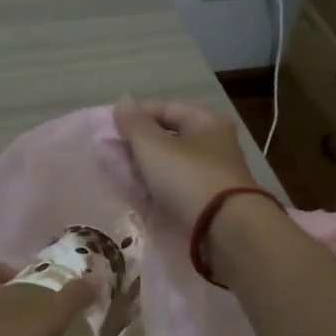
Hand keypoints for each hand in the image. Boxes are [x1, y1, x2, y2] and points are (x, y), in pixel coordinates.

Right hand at [113, 99, 260, 227]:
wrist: (226, 230)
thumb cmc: (188, 177)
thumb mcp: (153, 146)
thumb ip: (134, 124)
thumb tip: (121, 105)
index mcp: (207, 121)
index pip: (165, 108)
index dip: (136, 116)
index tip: (110, 131)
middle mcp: (215, 144)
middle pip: (168, 138)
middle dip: (139, 147)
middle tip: (112, 157)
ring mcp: (214, 175)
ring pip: (171, 166)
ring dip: (146, 171)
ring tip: (122, 179)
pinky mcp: (210, 202)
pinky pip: (177, 190)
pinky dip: (158, 191)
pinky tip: (140, 198)